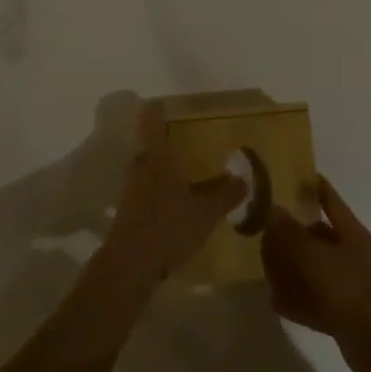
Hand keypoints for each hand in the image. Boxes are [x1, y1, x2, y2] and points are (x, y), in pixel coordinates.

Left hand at [101, 101, 245, 284]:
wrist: (129, 267)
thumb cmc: (169, 226)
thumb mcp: (206, 211)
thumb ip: (226, 194)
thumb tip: (242, 179)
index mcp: (157, 156)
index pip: (151, 119)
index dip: (157, 108)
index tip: (167, 103)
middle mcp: (140, 166)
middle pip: (150, 146)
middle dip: (168, 144)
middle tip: (191, 145)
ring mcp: (131, 190)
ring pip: (149, 171)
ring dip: (165, 171)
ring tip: (190, 177)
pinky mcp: (128, 213)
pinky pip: (147, 193)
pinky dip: (161, 194)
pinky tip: (179, 208)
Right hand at [262, 175, 370, 371]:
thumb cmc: (346, 288)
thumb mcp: (313, 255)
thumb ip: (290, 232)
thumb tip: (273, 210)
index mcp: (351, 232)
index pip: (330, 199)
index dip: (312, 186)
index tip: (290, 176)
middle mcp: (352, 253)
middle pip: (318, 235)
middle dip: (292, 233)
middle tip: (266, 229)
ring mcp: (349, 284)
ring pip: (315, 268)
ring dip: (292, 267)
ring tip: (266, 265)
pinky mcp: (344, 312)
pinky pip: (315, 299)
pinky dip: (297, 298)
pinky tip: (275, 301)